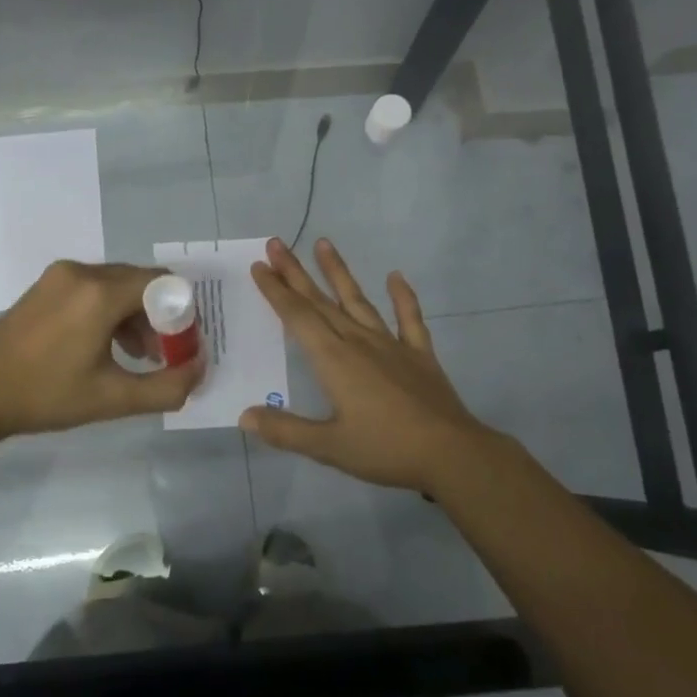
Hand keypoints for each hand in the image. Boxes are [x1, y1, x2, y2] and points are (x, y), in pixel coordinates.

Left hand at [0, 260, 203, 443]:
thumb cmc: (46, 396)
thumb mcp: (113, 399)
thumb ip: (167, 387)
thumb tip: (199, 369)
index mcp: (100, 292)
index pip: (164, 284)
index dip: (182, 314)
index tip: (180, 348)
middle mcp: (82, 272)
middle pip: (141, 283)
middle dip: (160, 317)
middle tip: (163, 356)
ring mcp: (60, 276)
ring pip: (117, 285)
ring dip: (135, 316)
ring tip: (137, 357)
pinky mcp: (46, 284)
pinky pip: (94, 288)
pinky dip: (110, 311)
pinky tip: (106, 347)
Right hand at [242, 238, 498, 495]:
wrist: (451, 454)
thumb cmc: (385, 449)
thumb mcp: (328, 447)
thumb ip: (285, 431)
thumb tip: (245, 416)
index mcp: (334, 360)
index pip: (298, 317)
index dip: (276, 291)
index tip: (259, 267)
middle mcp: (358, 342)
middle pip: (321, 302)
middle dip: (295, 273)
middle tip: (276, 244)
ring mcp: (391, 345)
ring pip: (358, 301)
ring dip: (339, 272)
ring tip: (324, 243)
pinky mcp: (419, 355)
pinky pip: (409, 319)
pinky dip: (403, 297)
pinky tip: (396, 276)